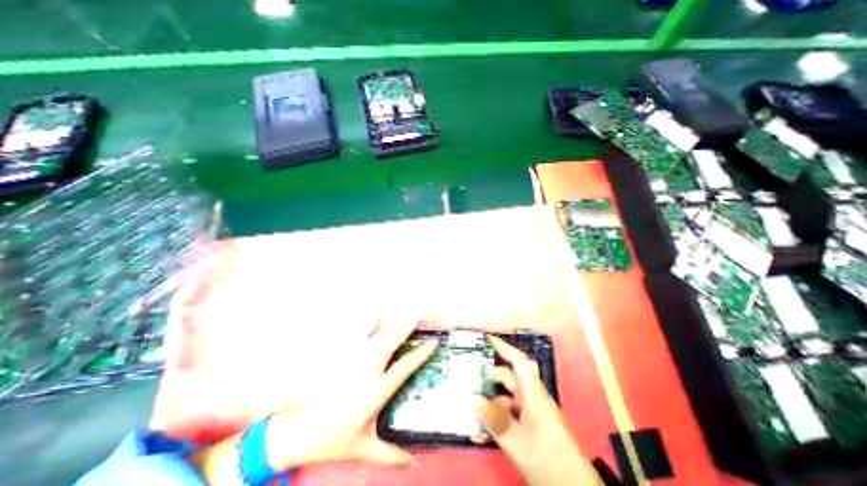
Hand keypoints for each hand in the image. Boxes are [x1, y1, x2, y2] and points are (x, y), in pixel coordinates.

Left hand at [196, 317, 437, 484]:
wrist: (297, 433)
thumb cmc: (333, 440)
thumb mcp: (364, 448)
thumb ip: (390, 454)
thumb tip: (413, 461)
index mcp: (375, 392)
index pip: (403, 368)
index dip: (419, 355)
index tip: (432, 343)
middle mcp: (366, 373)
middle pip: (390, 345)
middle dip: (406, 329)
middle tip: (419, 316)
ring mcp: (352, 364)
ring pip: (374, 339)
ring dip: (389, 326)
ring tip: (402, 315)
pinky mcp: (340, 360)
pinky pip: (355, 338)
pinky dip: (366, 325)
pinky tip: (373, 315)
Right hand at [477, 335, 599, 484]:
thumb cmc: (548, 460)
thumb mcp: (518, 442)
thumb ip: (495, 420)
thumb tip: (474, 399)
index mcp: (533, 393)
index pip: (518, 361)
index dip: (503, 347)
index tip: (487, 339)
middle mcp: (531, 397)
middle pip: (508, 378)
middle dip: (489, 376)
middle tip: (468, 376)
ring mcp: (531, 411)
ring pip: (506, 395)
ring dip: (491, 396)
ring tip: (471, 399)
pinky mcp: (529, 423)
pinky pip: (509, 410)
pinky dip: (496, 412)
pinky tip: (483, 421)